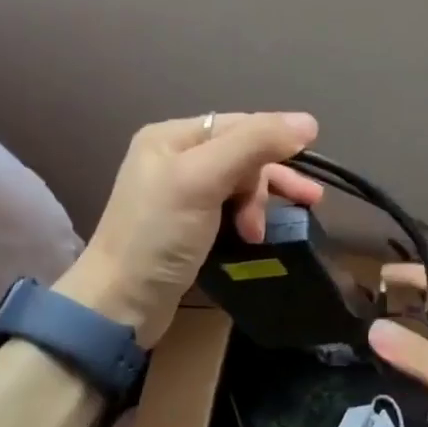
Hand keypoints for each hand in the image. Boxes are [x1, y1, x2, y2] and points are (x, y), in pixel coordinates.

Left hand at [55, 113, 323, 346]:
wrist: (120, 304)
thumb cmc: (158, 236)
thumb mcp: (202, 180)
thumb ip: (253, 145)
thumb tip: (308, 122)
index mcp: (172, 137)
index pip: (239, 125)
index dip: (275, 143)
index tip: (307, 173)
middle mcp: (175, 159)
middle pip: (242, 155)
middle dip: (267, 181)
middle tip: (301, 204)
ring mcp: (180, 195)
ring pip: (240, 185)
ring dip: (260, 204)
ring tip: (266, 232)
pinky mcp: (188, 227)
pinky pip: (231, 210)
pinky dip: (249, 220)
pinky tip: (258, 237)